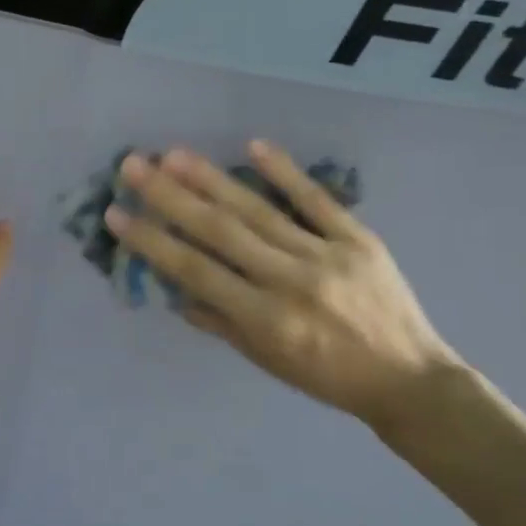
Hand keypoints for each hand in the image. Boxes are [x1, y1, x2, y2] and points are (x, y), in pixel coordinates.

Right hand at [105, 141, 461, 431]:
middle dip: (171, 197)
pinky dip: (286, 172)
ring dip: (213, 180)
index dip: (152, 242)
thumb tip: (176, 290)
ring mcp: (327, 256)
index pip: (195, 272)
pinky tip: (254, 146)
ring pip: (260, 211)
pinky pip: (318, 201)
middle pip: (220, 231)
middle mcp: (290, 282)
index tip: (117, 215)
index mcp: (264, 320)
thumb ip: (220, 323)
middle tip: (135, 166)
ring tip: (175, 154)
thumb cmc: (326, 378)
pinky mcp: (359, 239)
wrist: (409, 379)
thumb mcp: (266, 361)